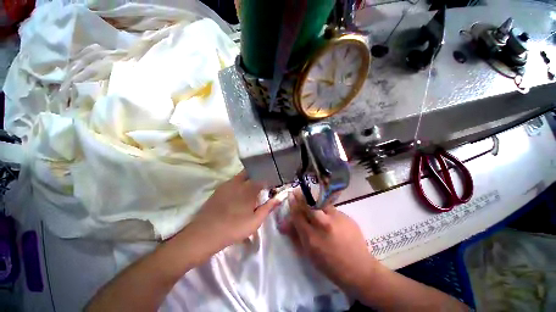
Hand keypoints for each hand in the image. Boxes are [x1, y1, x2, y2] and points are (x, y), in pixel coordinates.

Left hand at [186, 170, 280, 251]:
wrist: (205, 233)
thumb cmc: (234, 228)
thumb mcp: (255, 220)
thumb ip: (269, 207)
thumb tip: (280, 198)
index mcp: (249, 188)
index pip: (263, 178)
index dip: (269, 179)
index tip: (272, 184)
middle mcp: (238, 182)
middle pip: (251, 172)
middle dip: (258, 175)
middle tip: (262, 184)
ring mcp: (227, 184)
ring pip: (241, 175)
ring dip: (248, 178)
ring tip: (252, 188)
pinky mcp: (219, 189)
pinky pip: (233, 181)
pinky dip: (239, 183)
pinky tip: (238, 193)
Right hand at [282, 190, 378, 293]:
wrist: (358, 269)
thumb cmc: (331, 266)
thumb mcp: (310, 255)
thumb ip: (297, 237)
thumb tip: (287, 224)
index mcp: (311, 237)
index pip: (297, 215)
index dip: (292, 204)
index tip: (290, 196)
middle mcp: (322, 225)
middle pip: (308, 204)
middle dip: (300, 195)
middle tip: (297, 190)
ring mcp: (335, 219)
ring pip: (320, 202)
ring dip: (312, 198)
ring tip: (309, 196)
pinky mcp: (345, 217)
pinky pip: (331, 208)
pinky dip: (325, 207)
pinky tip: (325, 211)